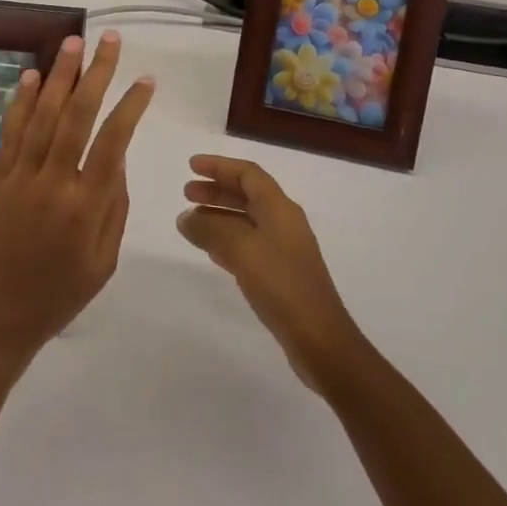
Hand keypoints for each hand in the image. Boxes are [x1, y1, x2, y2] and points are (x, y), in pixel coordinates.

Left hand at [0, 31, 153, 373]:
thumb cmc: (58, 295)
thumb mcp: (104, 260)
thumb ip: (115, 205)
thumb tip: (117, 157)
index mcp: (85, 207)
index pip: (113, 141)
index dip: (131, 106)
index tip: (145, 79)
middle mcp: (53, 183)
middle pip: (78, 116)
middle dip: (95, 73)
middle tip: (108, 40)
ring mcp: (20, 178)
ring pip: (43, 115)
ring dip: (60, 75)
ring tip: (73, 42)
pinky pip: (12, 132)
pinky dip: (24, 102)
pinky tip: (35, 77)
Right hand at [178, 155, 367, 394]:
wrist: (320, 339)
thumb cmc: (282, 285)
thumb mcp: (242, 251)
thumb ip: (211, 230)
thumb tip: (186, 218)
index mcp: (280, 208)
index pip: (248, 174)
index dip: (220, 166)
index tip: (192, 166)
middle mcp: (284, 222)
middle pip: (247, 194)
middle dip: (217, 189)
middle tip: (187, 193)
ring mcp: (284, 249)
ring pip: (246, 220)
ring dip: (219, 215)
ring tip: (191, 221)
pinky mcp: (281, 274)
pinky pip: (249, 244)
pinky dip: (227, 240)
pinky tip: (211, 251)